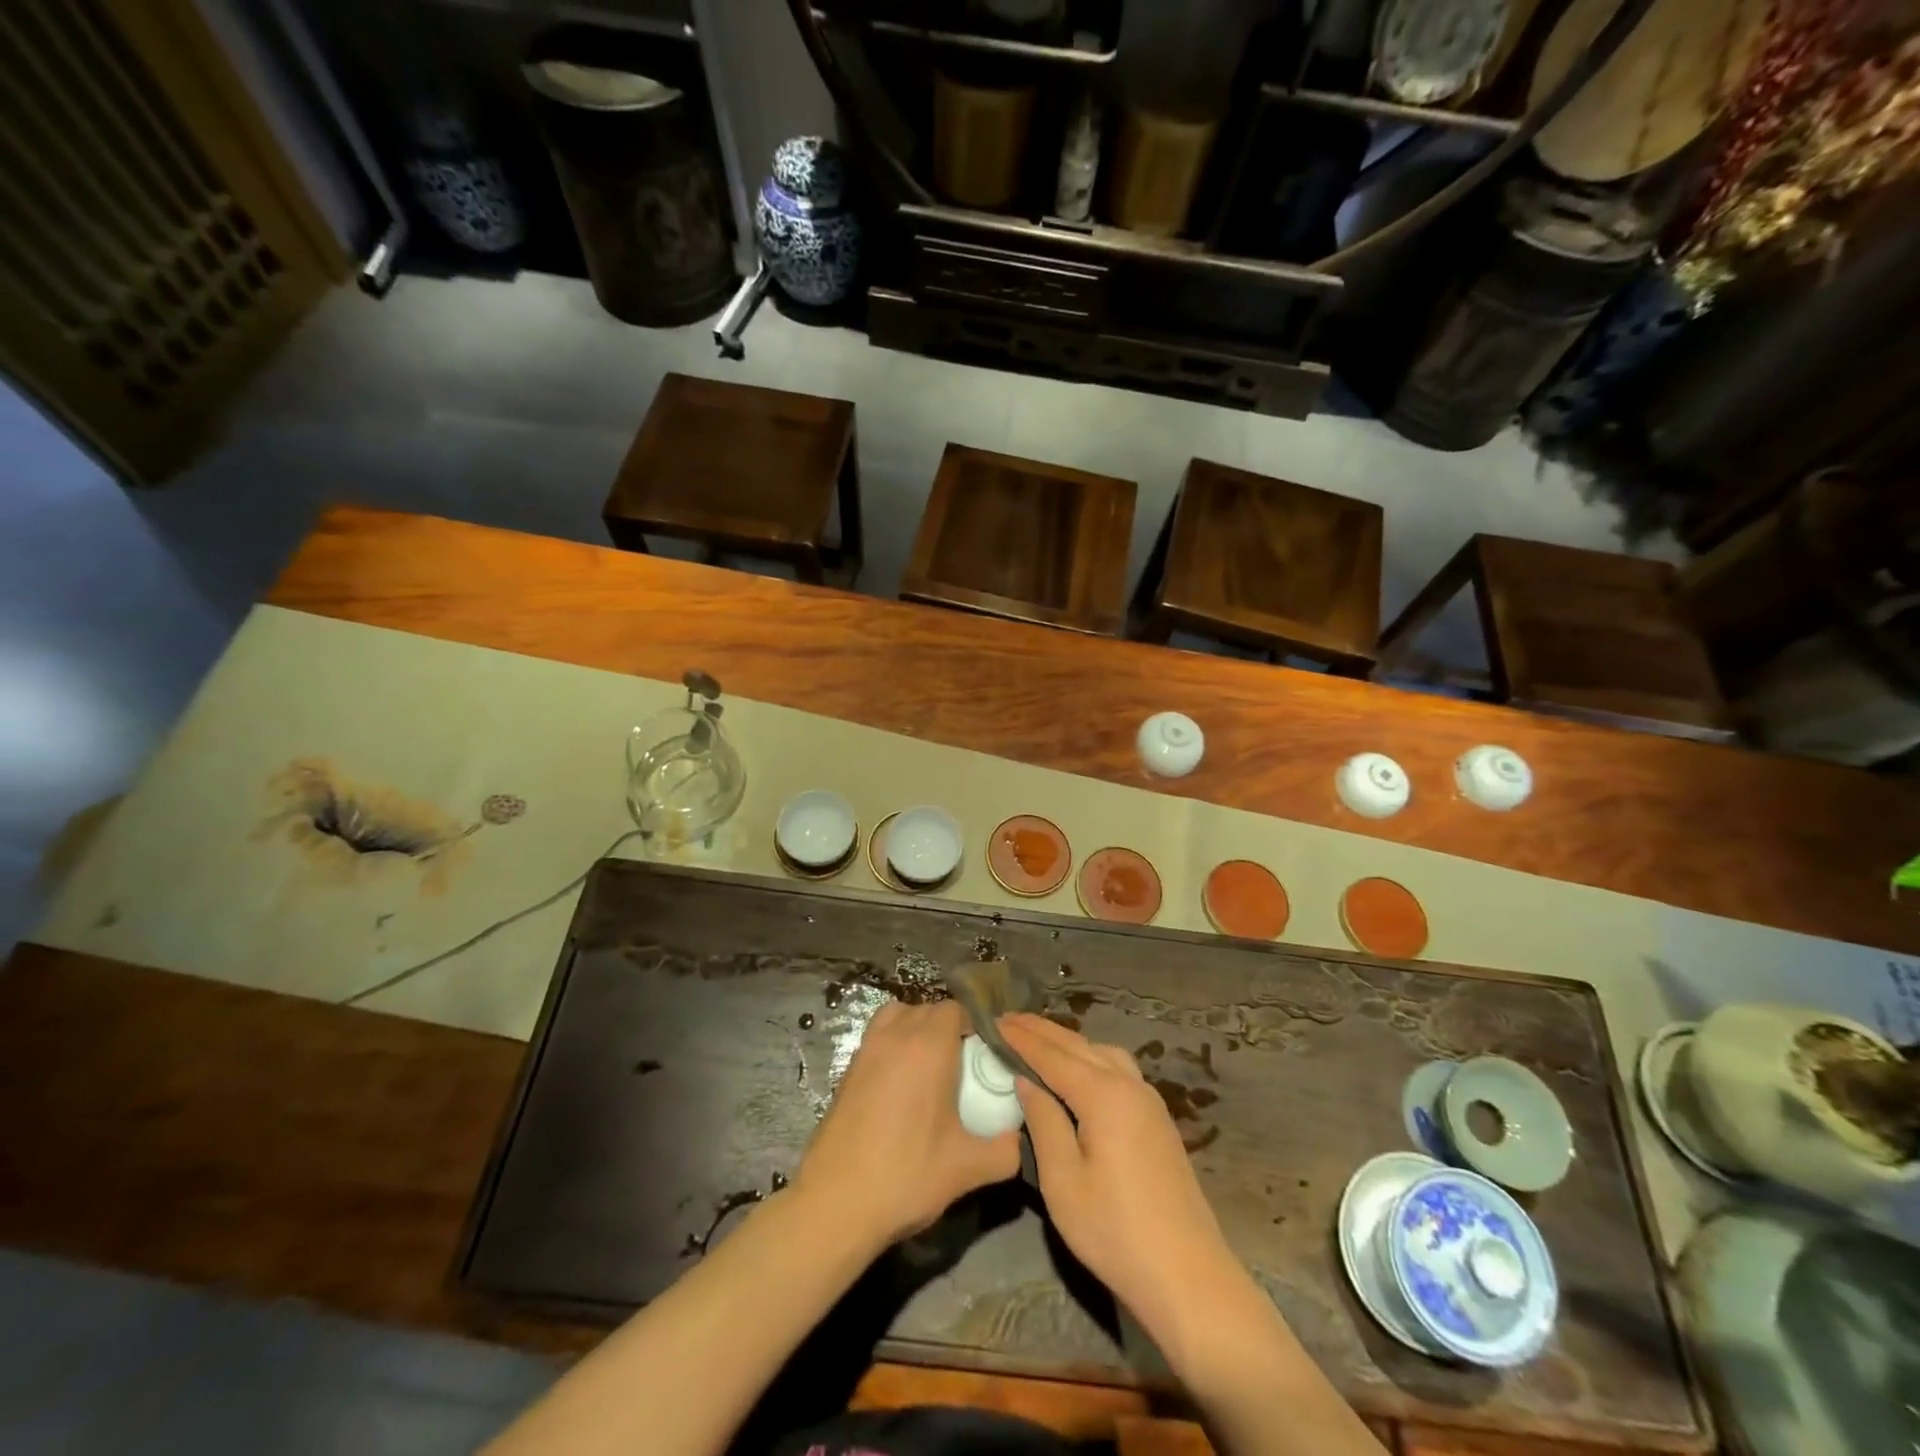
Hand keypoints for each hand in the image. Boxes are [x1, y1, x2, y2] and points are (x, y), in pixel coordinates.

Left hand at [794, 1000, 1021, 1248]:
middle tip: (963, 1063)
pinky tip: (901, 1086)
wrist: (835, 1204)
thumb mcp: (967, 1169)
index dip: (972, 1024)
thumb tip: (1017, 1140)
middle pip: (926, 1009)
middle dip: (947, 1026)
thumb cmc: (906, 1176)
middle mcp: (896, 1037)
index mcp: (928, 1047)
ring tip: (930, 1066)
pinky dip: (892, 1044)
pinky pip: (876, 1037)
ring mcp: (867, 1050)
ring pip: (897, 1016)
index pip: (954, 1009)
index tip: (984, 1052)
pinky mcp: (847, 1070)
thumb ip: (1004, 1151)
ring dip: (915, 1028)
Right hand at [999, 1014, 1238, 1329]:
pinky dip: (1091, 1058)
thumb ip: (1043, 1121)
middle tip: (1009, 1020)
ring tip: (1040, 1041)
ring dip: (1069, 1042)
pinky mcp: (1158, 1119)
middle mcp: (1129, 1085)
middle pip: (1079, 1046)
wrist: (1187, 1275)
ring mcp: (1149, 1100)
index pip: (1052, 1055)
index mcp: (1103, 1095)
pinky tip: (1080, 1071)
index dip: (1021, 1038)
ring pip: (1102, 1053)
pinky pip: (1118, 1069)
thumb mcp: (1063, 1181)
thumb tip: (1026, 1080)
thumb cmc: (1114, 1231)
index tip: (994, 1020)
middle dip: (1043, 1031)